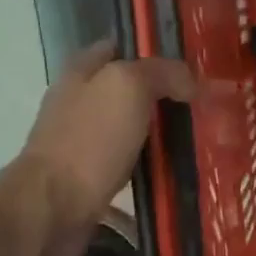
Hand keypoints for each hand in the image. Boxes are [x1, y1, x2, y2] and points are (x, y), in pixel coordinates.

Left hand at [19, 41, 195, 255]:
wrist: (54, 207)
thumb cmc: (90, 139)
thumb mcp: (129, 87)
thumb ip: (161, 73)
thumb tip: (189, 82)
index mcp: (80, 72)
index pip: (118, 48)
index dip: (151, 53)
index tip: (187, 68)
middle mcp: (77, 103)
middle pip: (126, 91)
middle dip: (160, 96)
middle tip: (201, 107)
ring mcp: (81, 142)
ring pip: (129, 129)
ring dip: (158, 135)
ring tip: (197, 140)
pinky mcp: (88, 178)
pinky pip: (128, 165)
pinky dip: (149, 167)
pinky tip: (174, 173)